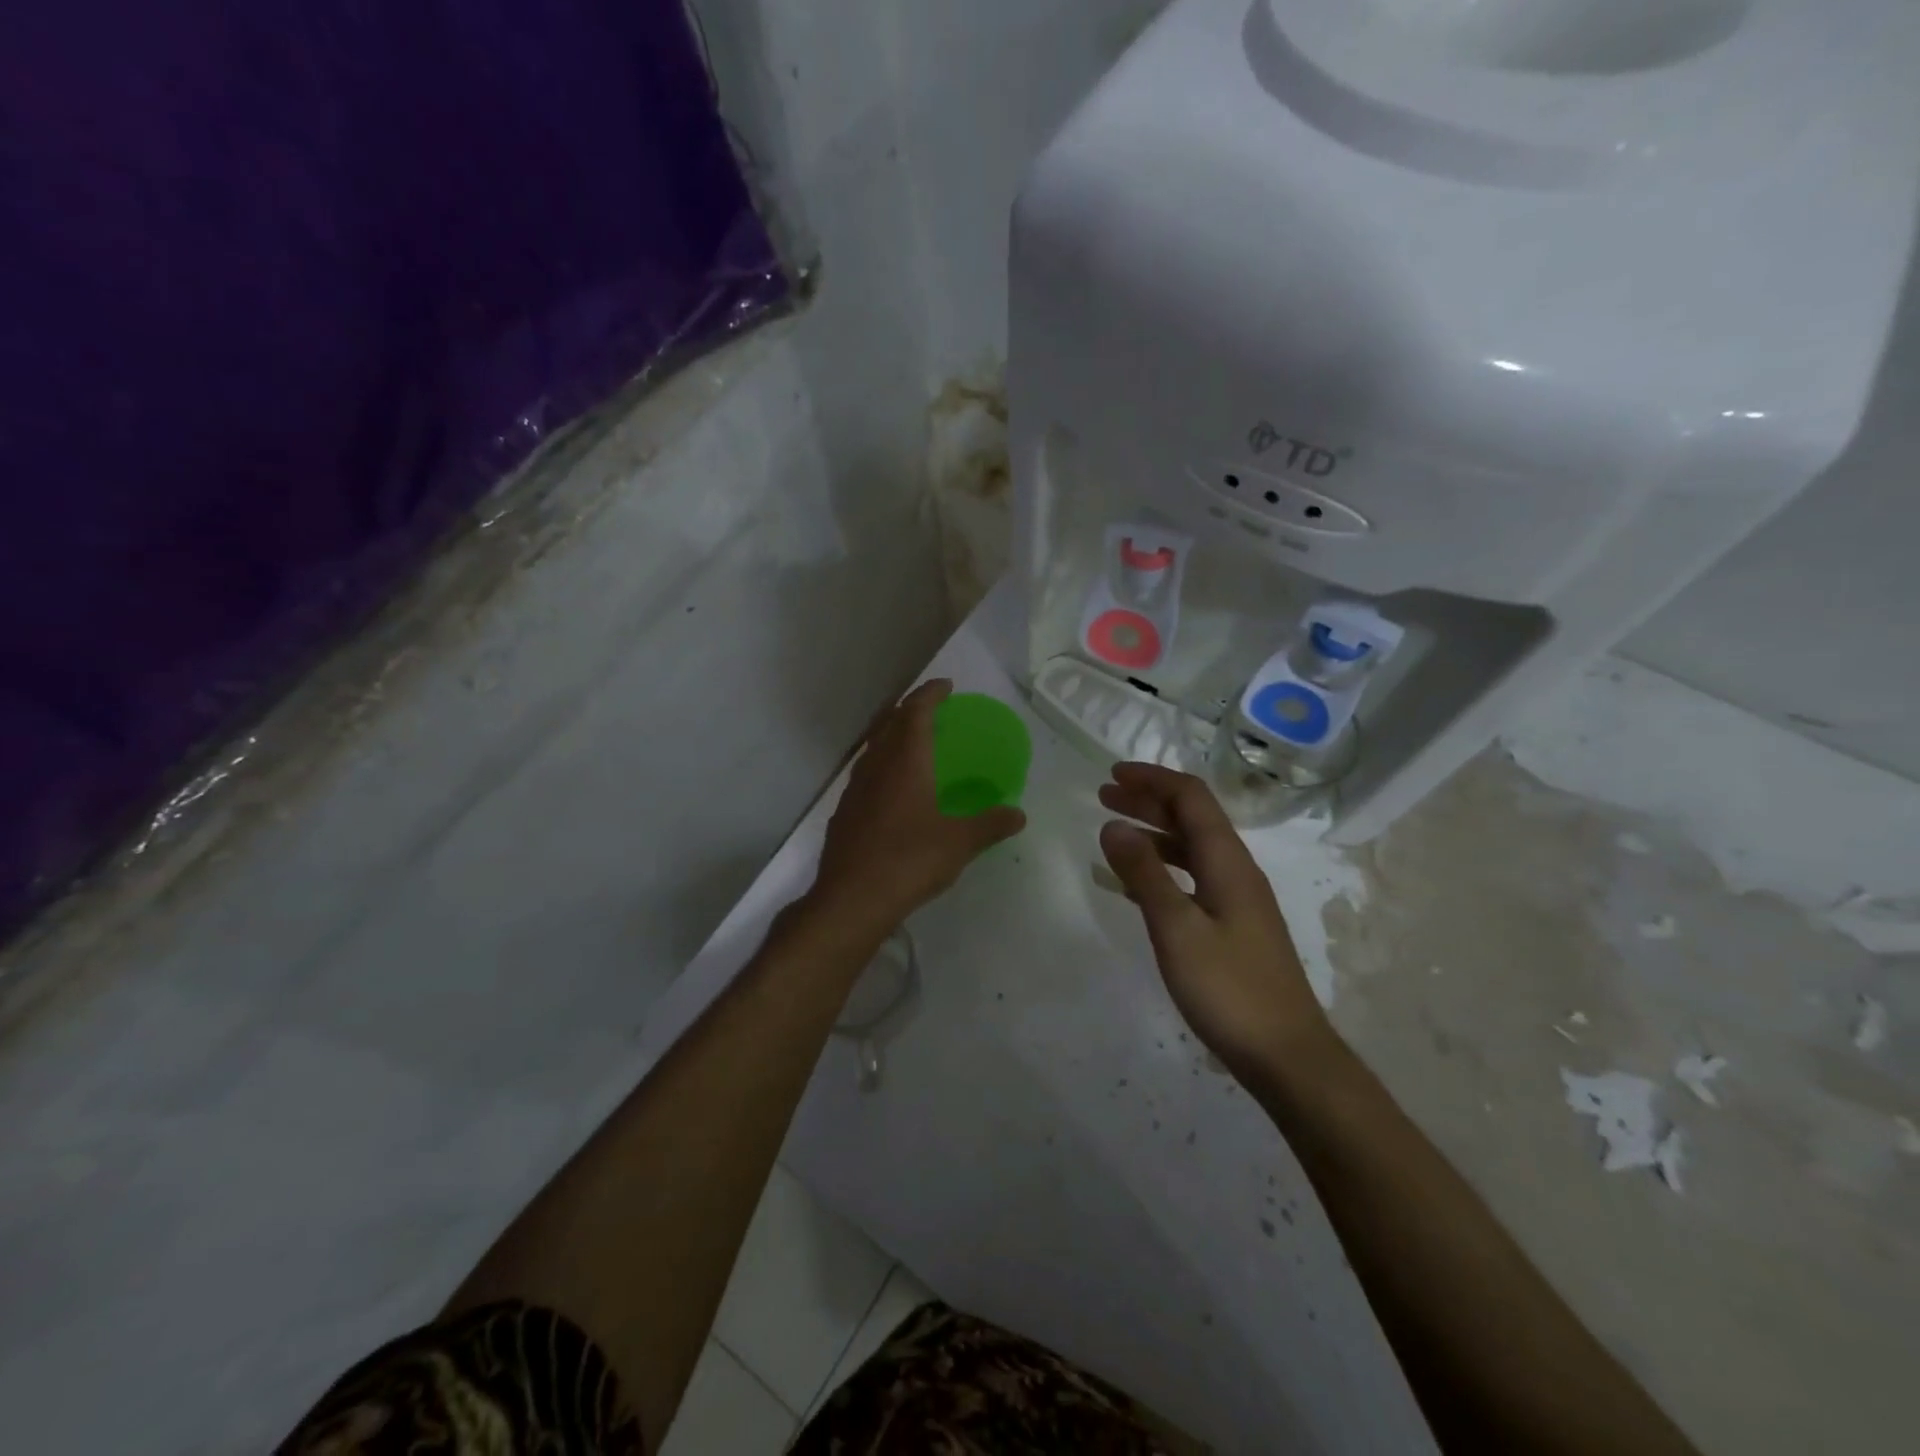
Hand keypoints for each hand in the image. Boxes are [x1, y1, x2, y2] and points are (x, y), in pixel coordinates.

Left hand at [811, 680, 1026, 931]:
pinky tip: (892, 787)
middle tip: (931, 708)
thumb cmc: (909, 861)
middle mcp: (876, 766)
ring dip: (893, 734)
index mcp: (905, 761)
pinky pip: (866, 772)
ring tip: (913, 743)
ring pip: (874, 746)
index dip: (930, 693)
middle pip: (890, 722)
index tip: (946, 686)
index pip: (915, 711)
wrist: (851, 899)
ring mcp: (855, 788)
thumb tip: (1018, 815)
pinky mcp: (844, 811)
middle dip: (910, 708)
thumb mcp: (960, 843)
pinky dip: (882, 764)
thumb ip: (990, 824)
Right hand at [1098, 763, 1330, 1077]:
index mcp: (1228, 862)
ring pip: (1191, 848)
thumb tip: (1113, 824)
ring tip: (1113, 833)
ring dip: (1153, 833)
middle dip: (1148, 801)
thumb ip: (1144, 874)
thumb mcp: (1177, 929)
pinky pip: (1191, 879)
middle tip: (1103, 796)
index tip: (1111, 775)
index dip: (1152, 779)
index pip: (1191, 798)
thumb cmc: (1229, 989)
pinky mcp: (1233, 927)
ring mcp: (1237, 900)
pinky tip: (1134, 885)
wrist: (1286, 1055)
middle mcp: (1236, 871)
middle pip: (1191, 818)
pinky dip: (1160, 869)